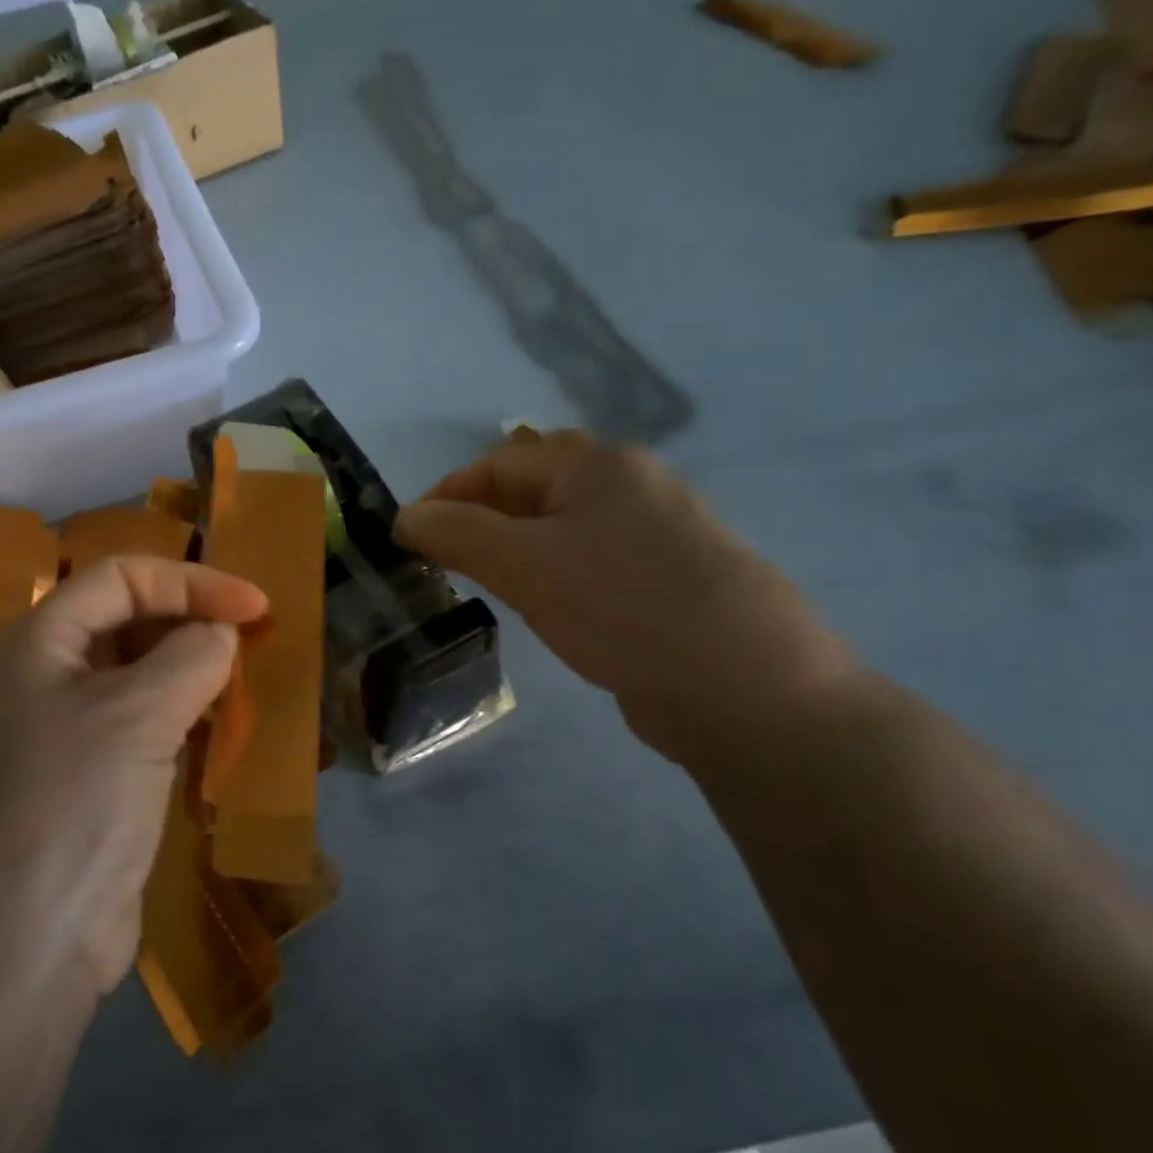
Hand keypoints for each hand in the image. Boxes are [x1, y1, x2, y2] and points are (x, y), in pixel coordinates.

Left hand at [0, 557, 267, 998]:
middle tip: (254, 644)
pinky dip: (180, 723)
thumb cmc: (70, 806)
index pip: (119, 579)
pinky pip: (140, 734)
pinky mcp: (87, 789)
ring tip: (243, 684)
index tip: (257, 607)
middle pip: (125, 625)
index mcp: (36, 645)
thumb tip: (220, 633)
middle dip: (190, 624)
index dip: (190, 582)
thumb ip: (189, 658)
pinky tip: (218, 734)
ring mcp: (62, 738)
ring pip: (136, 681)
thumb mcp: (135, 715)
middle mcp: (42, 682)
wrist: (15, 949)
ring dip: (189, 675)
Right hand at [394, 431, 857, 768]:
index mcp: (599, 466)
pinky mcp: (670, 579)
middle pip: (534, 489)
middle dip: (481, 518)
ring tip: (486, 583)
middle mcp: (633, 485)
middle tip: (445, 560)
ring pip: (564, 527)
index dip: (445, 496)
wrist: (747, 689)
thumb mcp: (525, 565)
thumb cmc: (623, 609)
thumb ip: (457, 534)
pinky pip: (592, 561)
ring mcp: (659, 533)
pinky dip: (554, 573)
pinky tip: (546, 605)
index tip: (408, 540)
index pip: (499, 464)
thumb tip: (405, 518)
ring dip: (516, 547)